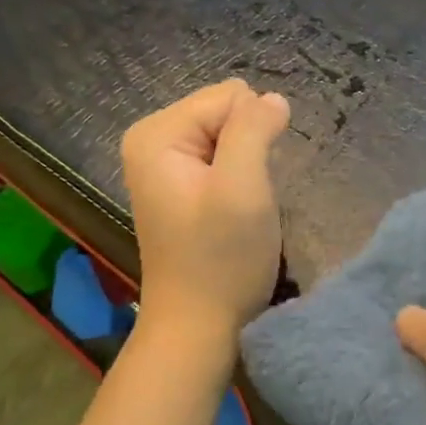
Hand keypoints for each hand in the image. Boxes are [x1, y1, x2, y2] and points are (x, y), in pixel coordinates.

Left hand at [121, 80, 290, 346]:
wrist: (197, 327)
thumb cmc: (221, 259)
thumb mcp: (243, 187)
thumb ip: (254, 129)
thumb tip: (273, 98)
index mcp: (157, 133)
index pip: (229, 97)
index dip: (253, 135)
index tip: (248, 182)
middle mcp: (152, 140)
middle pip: (225, 113)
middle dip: (247, 149)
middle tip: (245, 197)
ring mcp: (163, 165)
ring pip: (229, 137)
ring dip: (246, 167)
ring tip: (240, 207)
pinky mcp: (179, 187)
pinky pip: (221, 159)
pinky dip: (238, 180)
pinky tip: (233, 212)